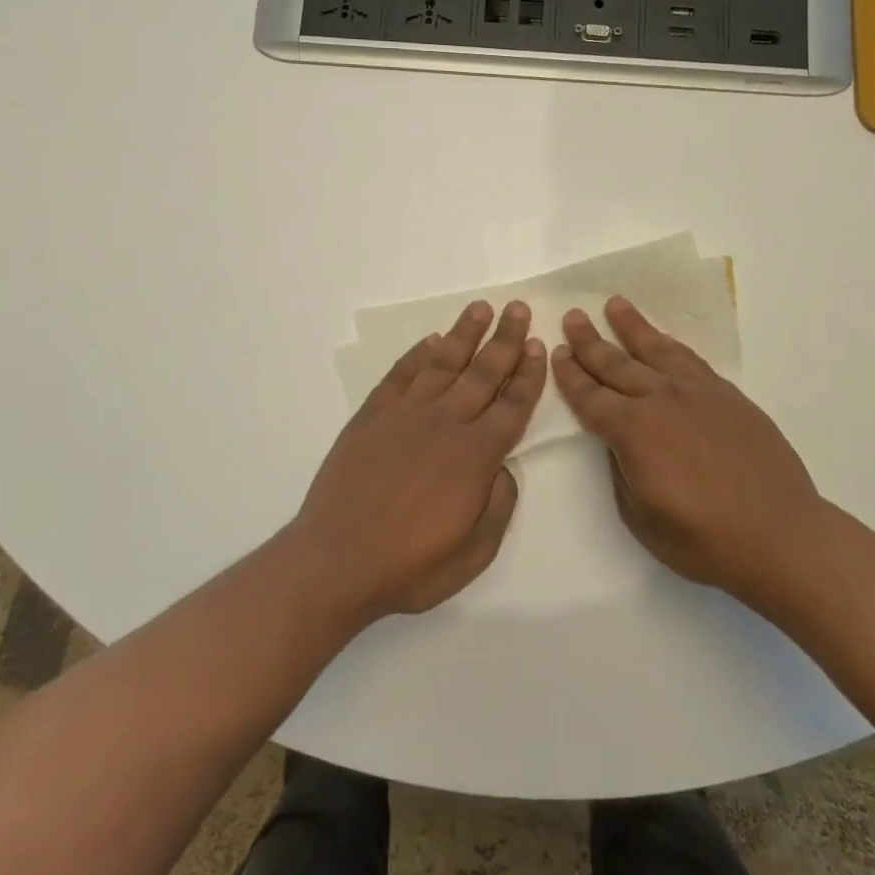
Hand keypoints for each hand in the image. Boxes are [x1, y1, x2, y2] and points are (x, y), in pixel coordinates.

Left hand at [291, 300, 546, 622]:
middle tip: (517, 309)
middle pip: (483, 372)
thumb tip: (504, 469)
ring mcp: (404, 415)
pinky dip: (417, 354)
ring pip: (442, 364)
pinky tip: (430, 341)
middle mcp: (444, 423)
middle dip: (504, 339)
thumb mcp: (475, 553)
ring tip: (480, 308)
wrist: (336, 560)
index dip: (528, 374)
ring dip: (463, 334)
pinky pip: (400, 375)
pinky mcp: (372, 416)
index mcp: (475, 456)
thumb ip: (499, 505)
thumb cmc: (410, 565)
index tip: (538, 346)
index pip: (512, 405)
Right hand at [552, 296, 825, 604]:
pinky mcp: (728, 395)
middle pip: (616, 363)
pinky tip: (663, 340)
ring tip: (615, 304)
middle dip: (590, 341)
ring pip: (656, 349)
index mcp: (632, 430)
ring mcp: (698, 392)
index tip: (557, 352)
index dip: (570, 375)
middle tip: (574, 316)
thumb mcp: (639, 515)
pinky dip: (670, 344)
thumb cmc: (702, 538)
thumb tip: (620, 441)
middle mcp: (661, 399)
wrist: (780, 535)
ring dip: (631, 326)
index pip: (590, 396)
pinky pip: (690, 359)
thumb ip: (621, 468)